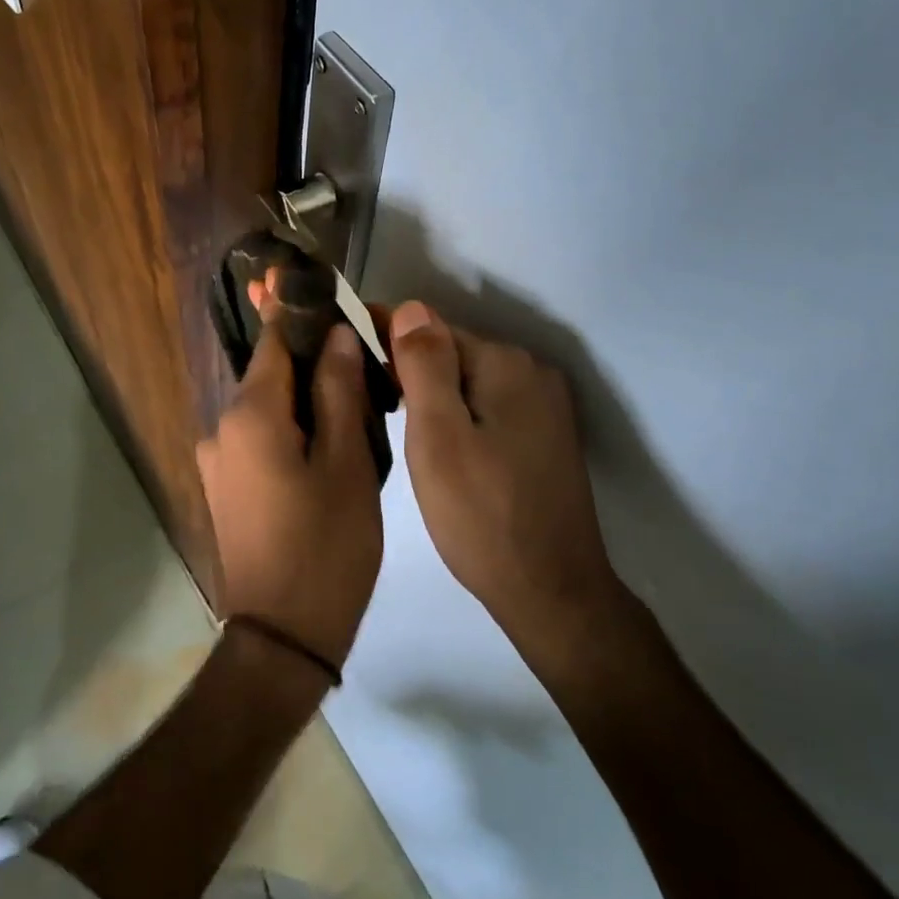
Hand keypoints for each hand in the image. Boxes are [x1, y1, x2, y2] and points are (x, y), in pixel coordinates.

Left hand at [197, 319, 383, 669]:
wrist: (283, 636)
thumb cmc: (326, 547)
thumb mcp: (347, 464)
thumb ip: (340, 391)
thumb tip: (337, 334)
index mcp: (249, 414)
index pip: (274, 341)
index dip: (304, 318)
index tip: (337, 307)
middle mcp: (220, 429)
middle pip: (270, 376)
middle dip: (313, 366)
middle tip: (365, 371)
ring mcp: (216, 462)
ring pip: (266, 411)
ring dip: (304, 404)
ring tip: (355, 413)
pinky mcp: (223, 490)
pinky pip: (257, 442)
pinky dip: (289, 434)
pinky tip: (326, 451)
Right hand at [387, 301, 625, 647]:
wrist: (551, 591)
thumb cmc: (481, 515)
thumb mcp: (438, 437)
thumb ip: (424, 367)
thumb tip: (411, 307)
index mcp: (507, 365)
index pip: (433, 329)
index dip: (388, 338)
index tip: (347, 351)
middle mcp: (533, 374)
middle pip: (455, 353)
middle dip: (410, 367)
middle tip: (364, 395)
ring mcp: (545, 407)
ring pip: (470, 382)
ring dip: (433, 393)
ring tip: (391, 418)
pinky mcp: (545, 437)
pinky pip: (489, 407)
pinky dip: (458, 415)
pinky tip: (436, 442)